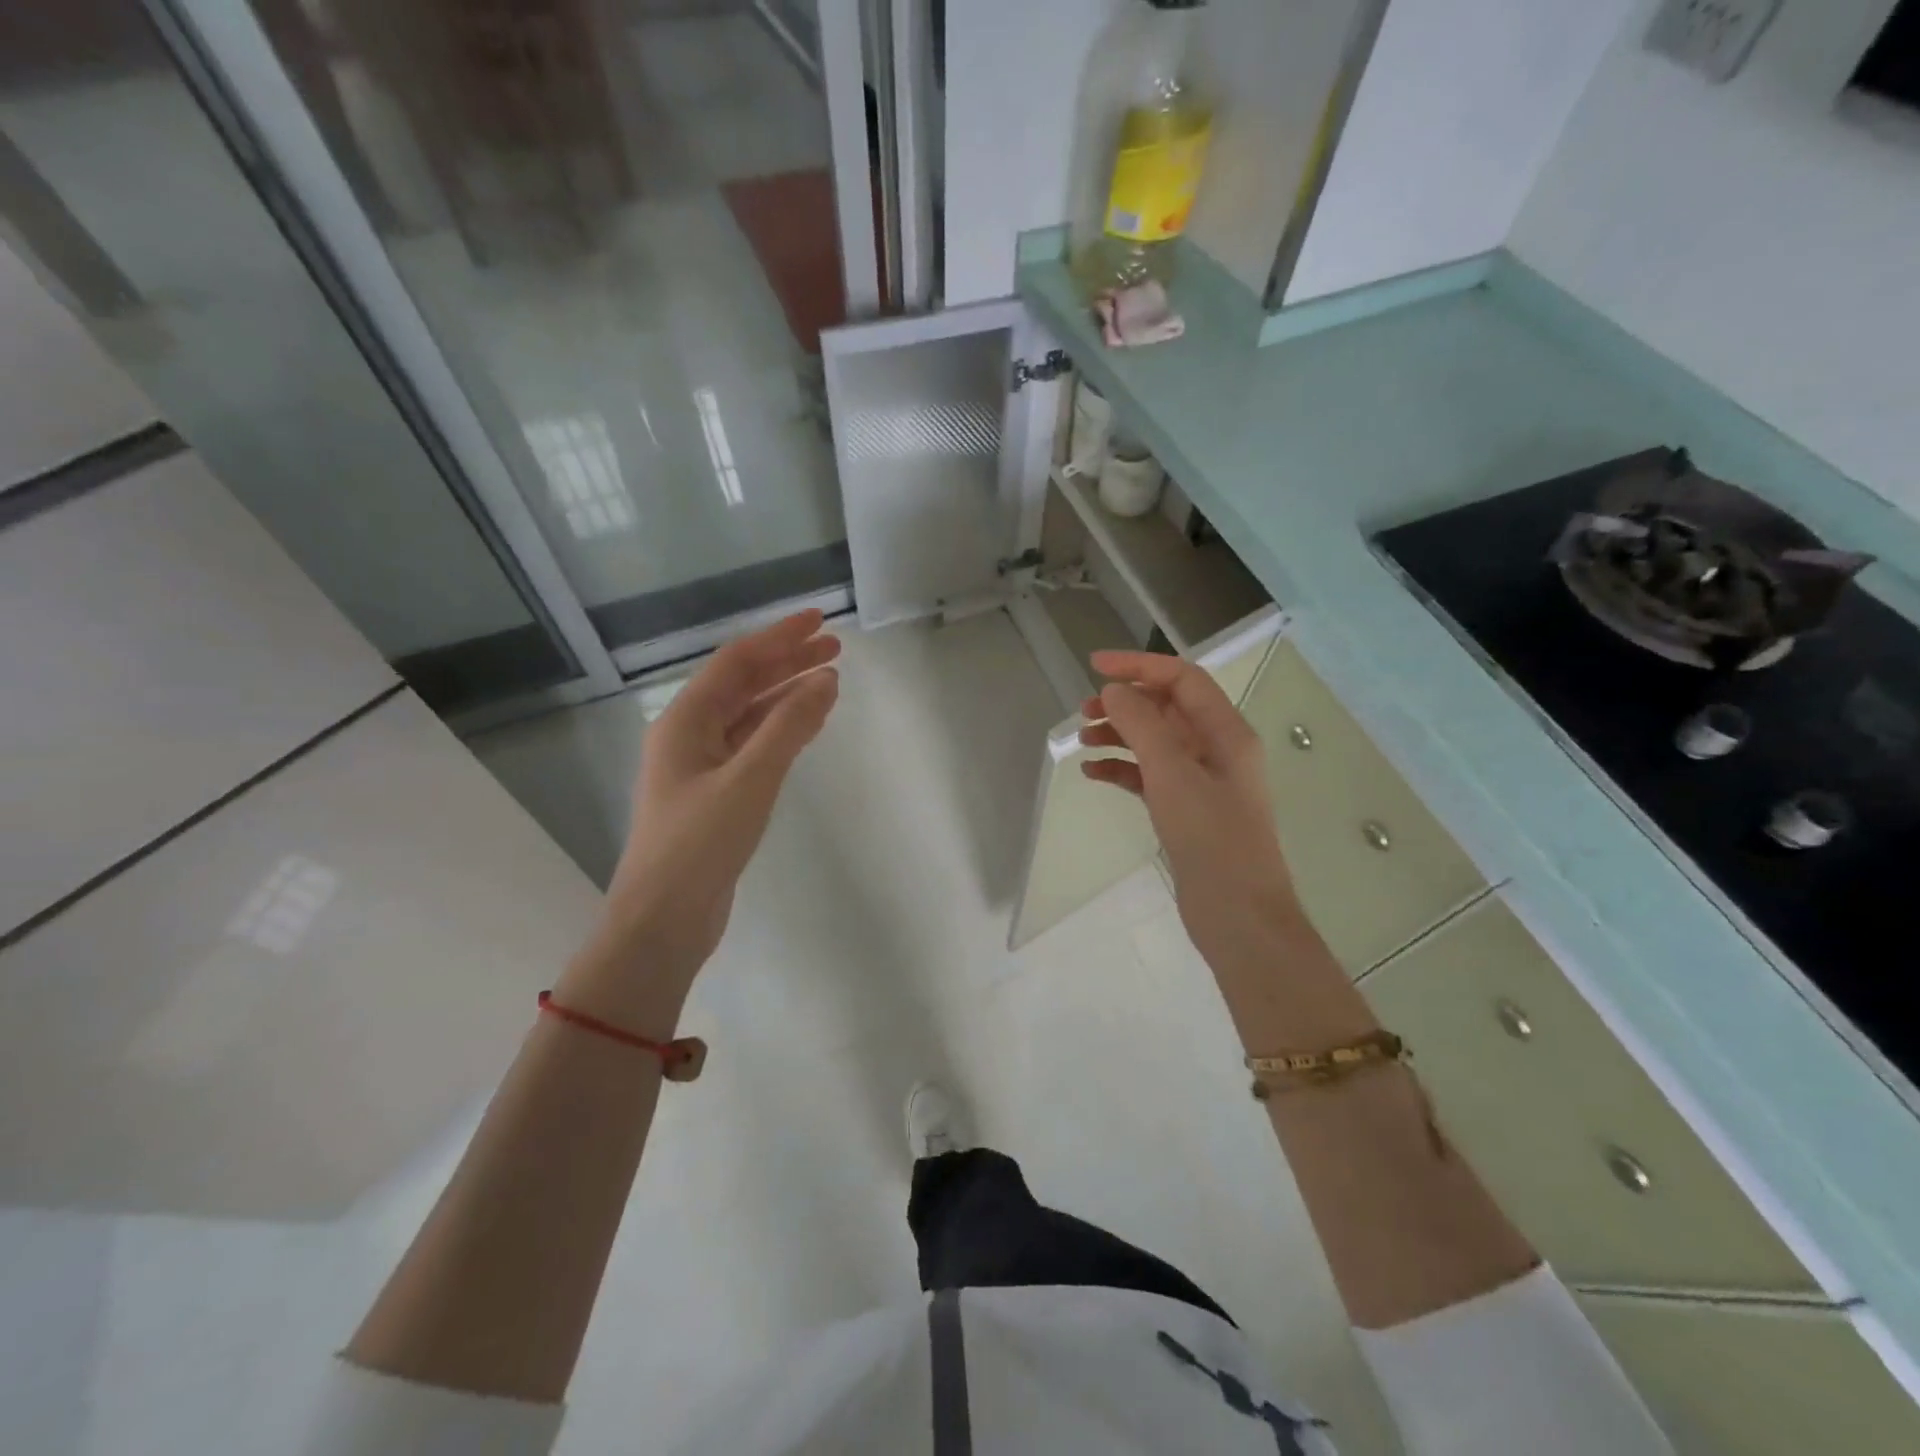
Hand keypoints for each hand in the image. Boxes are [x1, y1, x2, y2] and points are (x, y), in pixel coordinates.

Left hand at [594, 610, 840, 992]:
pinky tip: (808, 724)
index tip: (821, 621)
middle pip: (744, 684)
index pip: (738, 662)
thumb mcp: (750, 779)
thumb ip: (789, 726)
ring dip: (787, 694)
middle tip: (835, 648)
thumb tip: (826, 679)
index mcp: (685, 721)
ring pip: (749, 715)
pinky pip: (752, 745)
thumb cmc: (700, 844)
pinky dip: (781, 729)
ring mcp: (701, 766)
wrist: (663, 920)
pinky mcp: (715, 794)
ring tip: (829, 679)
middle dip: (788, 662)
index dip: (780, 637)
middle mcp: (689, 734)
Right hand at [1079, 651, 1302, 980]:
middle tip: (1083, 711)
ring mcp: (1202, 783)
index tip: (1094, 666)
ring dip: (1120, 735)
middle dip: (1125, 703)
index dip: (1139, 666)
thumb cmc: (1212, 838)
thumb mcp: (1173, 773)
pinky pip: (1150, 777)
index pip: (1183, 679)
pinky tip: (1093, 774)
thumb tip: (1113, 690)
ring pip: (1155, 743)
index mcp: (1227, 732)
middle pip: (1167, 709)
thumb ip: (1142, 724)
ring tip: (1083, 742)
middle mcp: (1217, 750)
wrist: (1239, 917)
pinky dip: (1122, 770)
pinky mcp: (1187, 812)